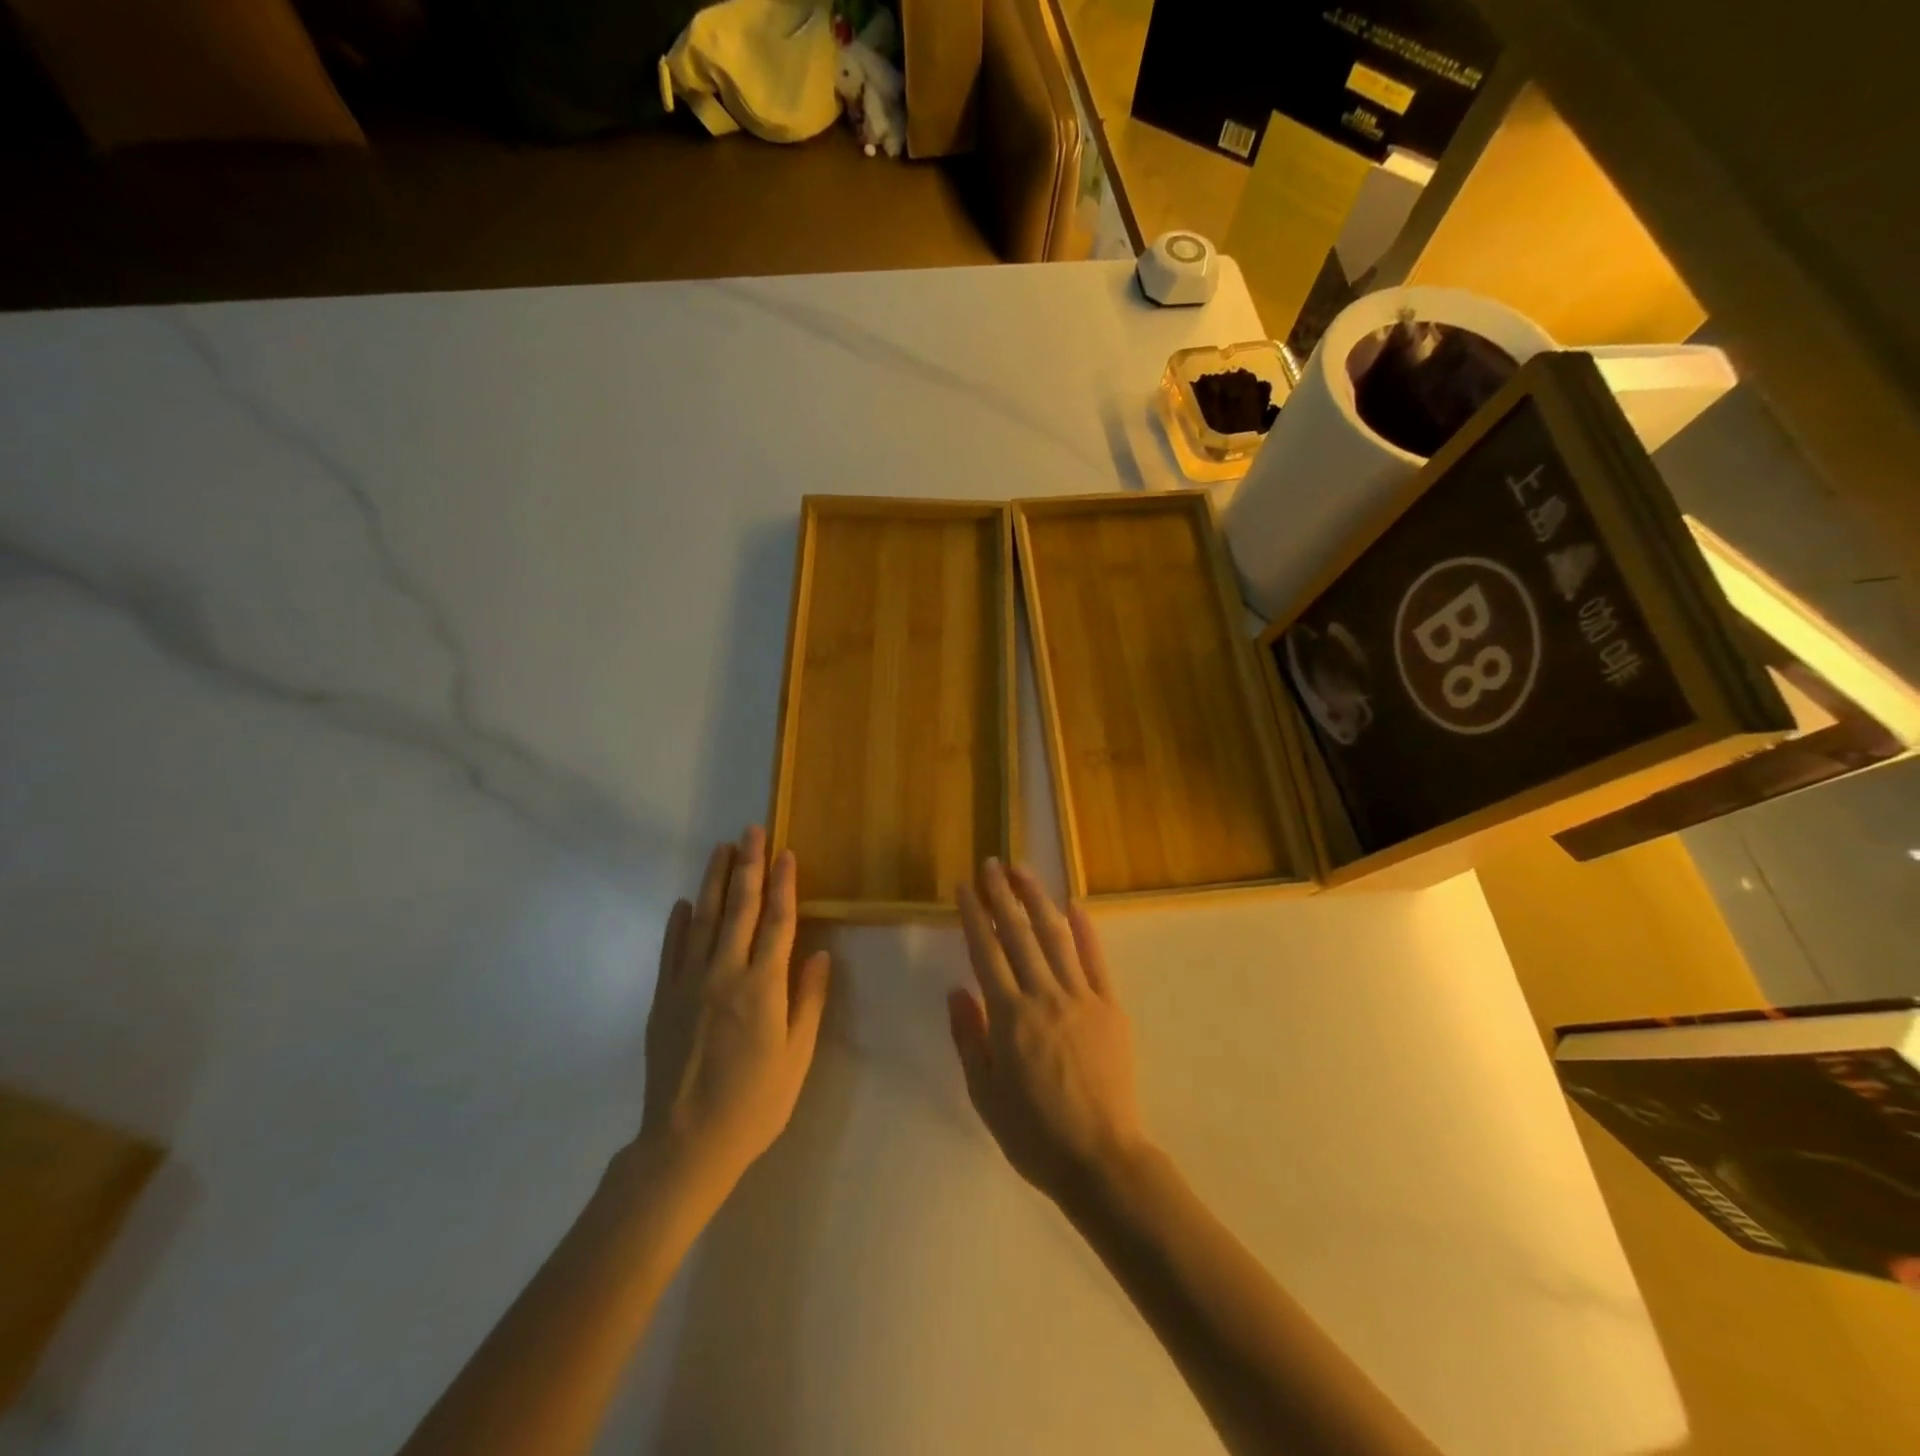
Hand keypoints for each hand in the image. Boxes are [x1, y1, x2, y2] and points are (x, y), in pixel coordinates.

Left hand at [636, 827, 830, 1201]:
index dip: (784, 884)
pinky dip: (677, 924)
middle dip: (747, 865)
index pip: (777, 922)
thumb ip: (808, 1001)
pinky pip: (671, 951)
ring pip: (702, 920)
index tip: (785, 852)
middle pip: (739, 908)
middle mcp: (724, 974)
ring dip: (713, 881)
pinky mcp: (662, 1000)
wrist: (685, 1144)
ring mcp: (688, 984)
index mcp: (762, 987)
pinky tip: (683, 903)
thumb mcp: (797, 1057)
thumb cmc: (755, 1103)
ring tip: (721, 849)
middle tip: (750, 830)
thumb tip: (820, 953)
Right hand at [949, 860, 1152, 1206]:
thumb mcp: (984, 1094)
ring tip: (1023, 871)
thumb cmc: (1034, 1134)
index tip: (966, 887)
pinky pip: (1095, 960)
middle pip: (1018, 934)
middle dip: (1002, 895)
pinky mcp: (1110, 1007)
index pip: (986, 952)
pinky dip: (1085, 930)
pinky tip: (1074, 905)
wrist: (1101, 1159)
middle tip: (991, 864)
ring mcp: (1081, 998)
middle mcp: (1043, 996)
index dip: (974, 916)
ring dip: (1037, 899)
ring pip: (1055, 937)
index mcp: (1008, 1016)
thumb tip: (957, 990)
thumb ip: (969, 1038)